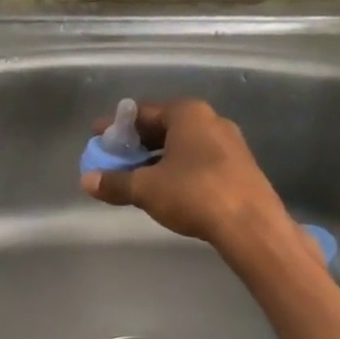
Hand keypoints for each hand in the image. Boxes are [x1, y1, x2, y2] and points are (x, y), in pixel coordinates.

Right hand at [78, 99, 287, 248]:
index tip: (97, 139)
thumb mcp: (146, 188)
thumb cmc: (194, 194)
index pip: (142, 112)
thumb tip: (87, 181)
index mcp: (187, 113)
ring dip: (156, 158)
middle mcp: (210, 120)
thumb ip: (115, 182)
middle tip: (114, 159)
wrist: (252, 226)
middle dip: (136, 144)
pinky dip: (177, 169)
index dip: (116, 127)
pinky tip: (166, 189)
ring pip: (182, 145)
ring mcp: (229, 143)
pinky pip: (199, 160)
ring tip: (136, 177)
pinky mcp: (240, 167)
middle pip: (163, 126)